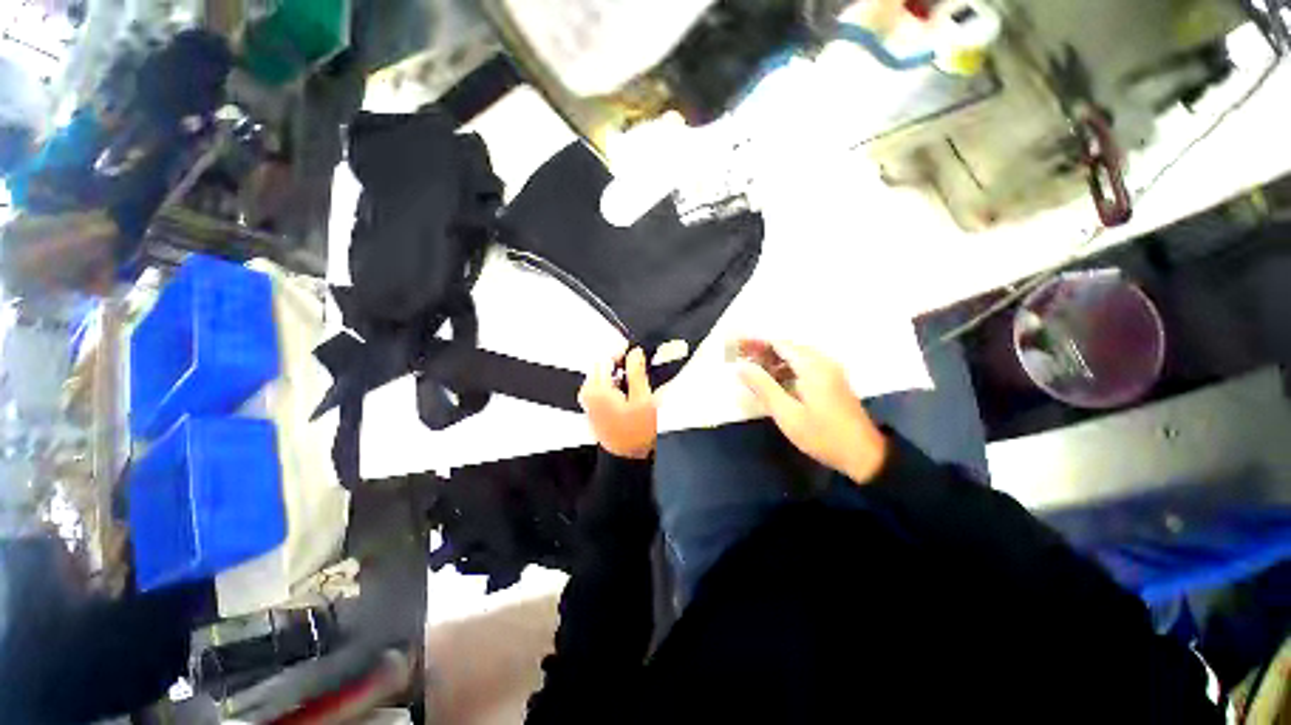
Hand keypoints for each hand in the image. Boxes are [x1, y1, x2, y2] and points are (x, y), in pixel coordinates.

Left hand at [579, 348, 657, 458]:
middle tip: (637, 369)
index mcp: (598, 390)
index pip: (606, 358)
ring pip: (602, 377)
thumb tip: (635, 353)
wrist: (629, 458)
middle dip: (619, 365)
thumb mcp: (643, 398)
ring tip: (634, 386)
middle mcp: (588, 394)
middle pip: (601, 366)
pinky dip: (613, 386)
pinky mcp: (592, 409)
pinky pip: (601, 388)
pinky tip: (627, 396)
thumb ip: (637, 371)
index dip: (623, 353)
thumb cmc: (635, 435)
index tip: (635, 354)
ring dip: (617, 376)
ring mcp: (589, 402)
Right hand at [736, 339, 887, 483]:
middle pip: (788, 347)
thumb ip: (763, 387)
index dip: (757, 343)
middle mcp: (823, 362)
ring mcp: (830, 371)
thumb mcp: (787, 414)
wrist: (864, 455)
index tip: (738, 345)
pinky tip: (774, 380)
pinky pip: (805, 365)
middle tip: (741, 356)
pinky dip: (787, 368)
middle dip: (764, 350)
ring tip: (753, 368)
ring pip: (796, 356)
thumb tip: (741, 367)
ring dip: (774, 359)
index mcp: (812, 366)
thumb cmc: (822, 435)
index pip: (780, 344)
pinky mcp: (832, 381)